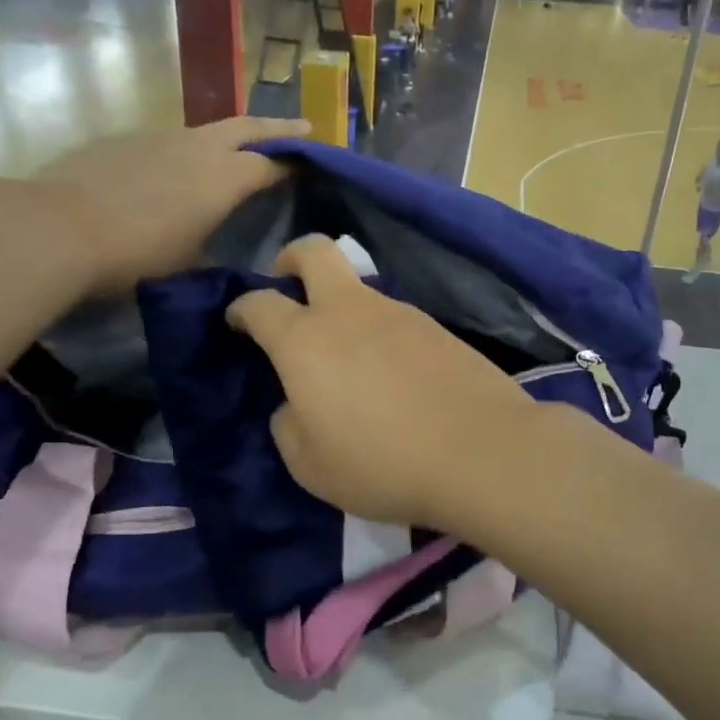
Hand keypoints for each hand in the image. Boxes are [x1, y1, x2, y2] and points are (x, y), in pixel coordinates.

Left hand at [37, 118, 291, 292]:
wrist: (57, 228)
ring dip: (229, 138)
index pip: (272, 164)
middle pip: (247, 128)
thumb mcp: (189, 262)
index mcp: (224, 178)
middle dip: (278, 127)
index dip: (296, 163)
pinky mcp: (124, 140)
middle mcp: (198, 147)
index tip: (316, 163)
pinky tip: (175, 171)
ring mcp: (158, 137)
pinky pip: (169, 141)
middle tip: (303, 127)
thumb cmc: (136, 254)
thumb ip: (214, 244)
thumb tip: (221, 241)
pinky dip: (186, 150)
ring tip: (237, 152)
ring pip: (206, 131)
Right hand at [226, 236, 544, 529]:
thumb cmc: (382, 464)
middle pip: (315, 253)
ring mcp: (400, 314)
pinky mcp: (438, 328)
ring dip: (343, 306)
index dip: (241, 309)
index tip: (238, 322)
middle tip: (287, 283)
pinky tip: (393, 373)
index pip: (260, 304)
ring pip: (360, 289)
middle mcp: (350, 312)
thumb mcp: (311, 466)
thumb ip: (289, 427)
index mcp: (305, 341)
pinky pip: (396, 319)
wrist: (481, 453)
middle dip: (291, 258)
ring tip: (350, 357)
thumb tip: (294, 404)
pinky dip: (381, 333)